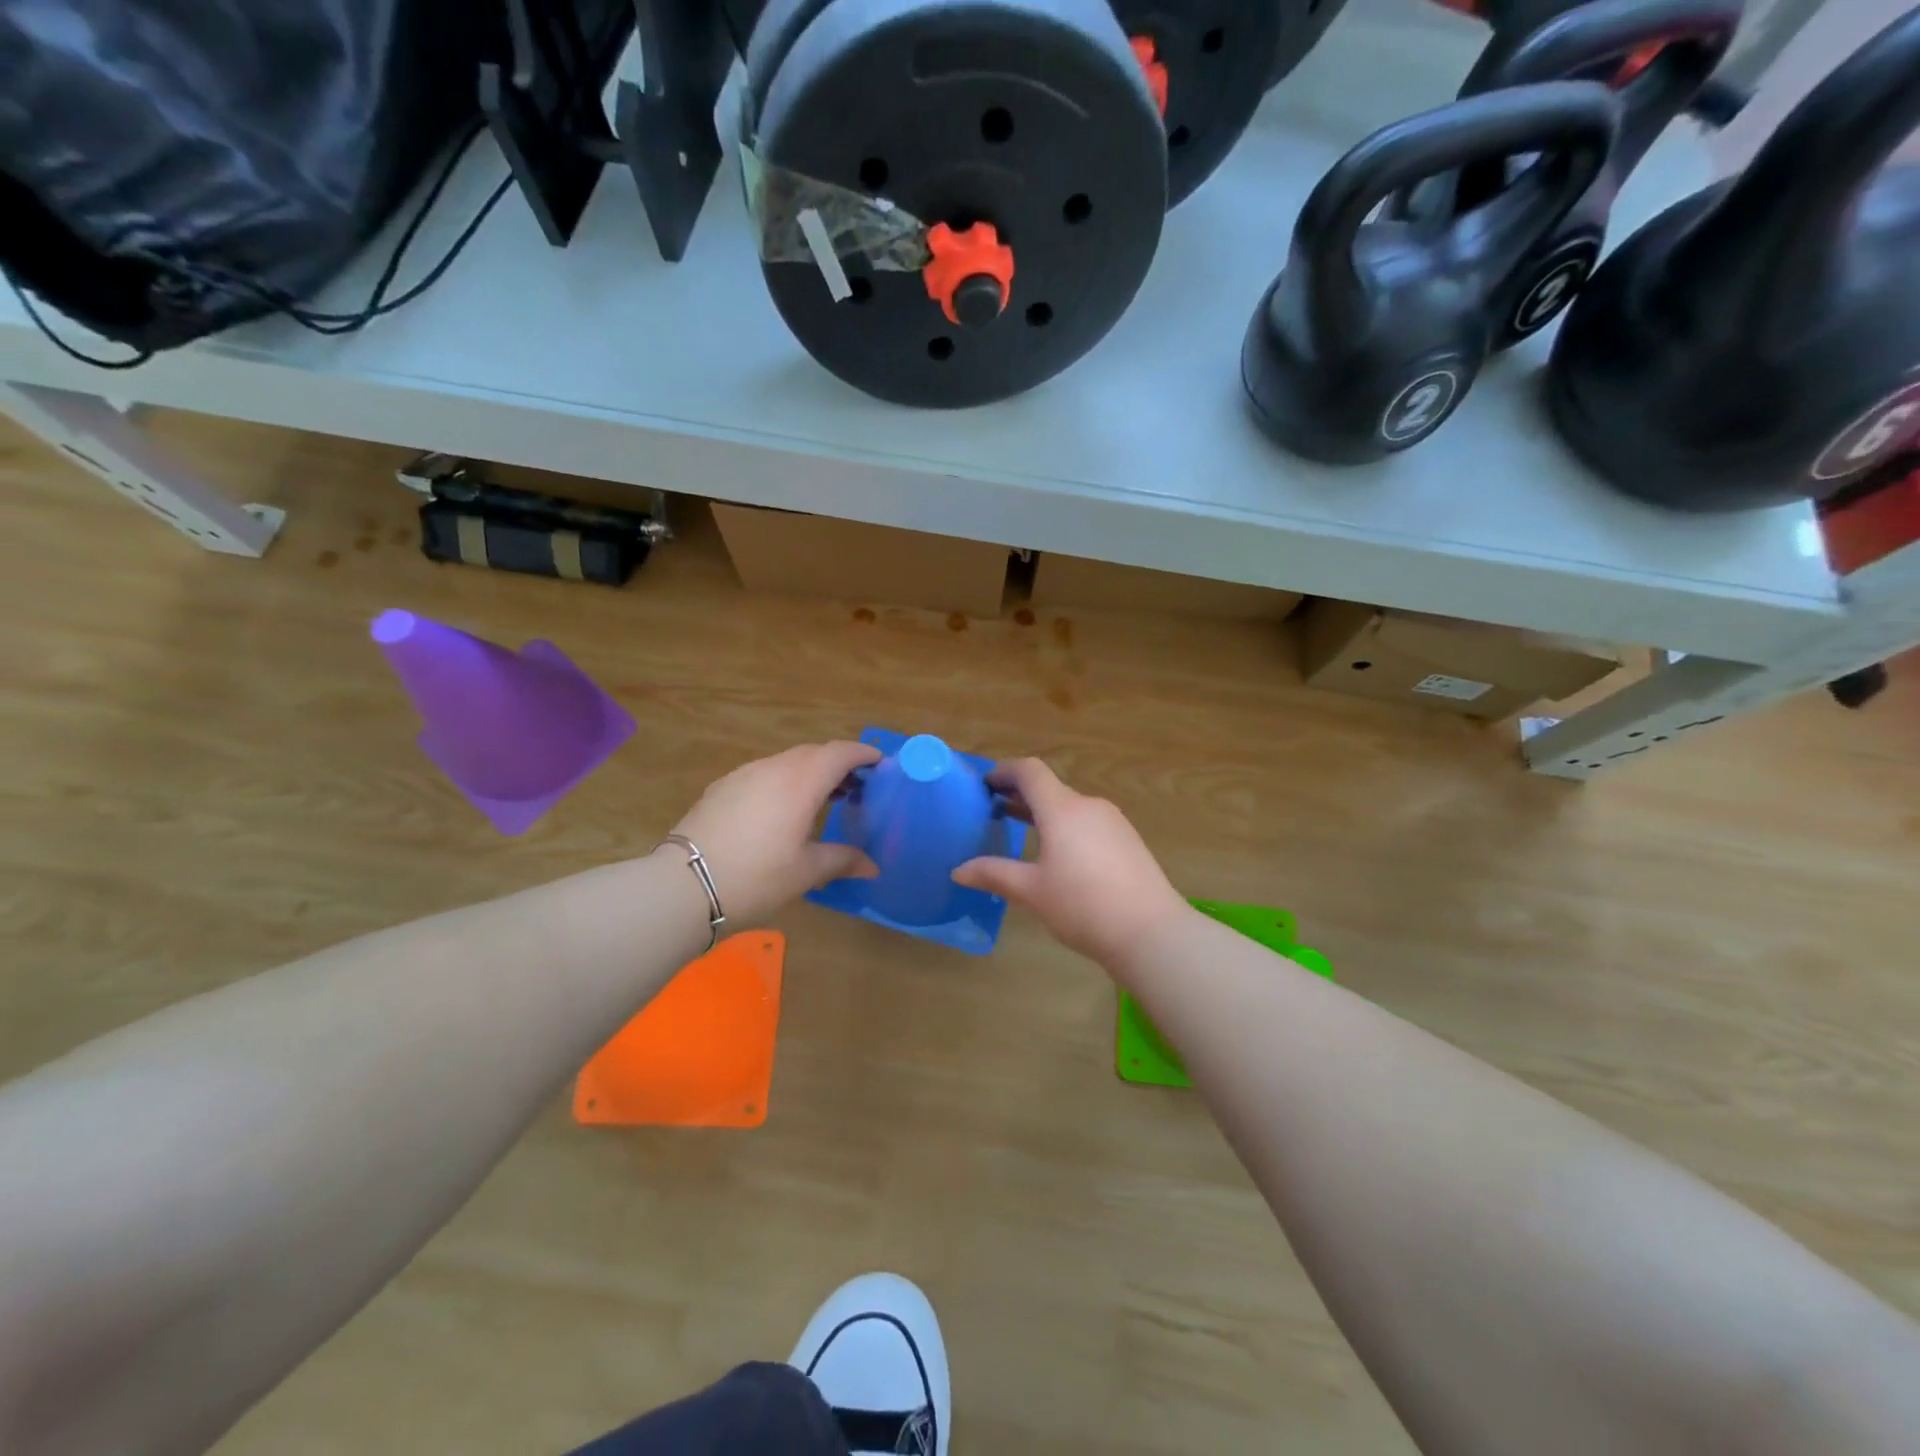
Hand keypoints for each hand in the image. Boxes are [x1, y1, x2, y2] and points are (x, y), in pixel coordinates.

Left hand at [666, 741, 881, 927]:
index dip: (863, 754)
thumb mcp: (806, 872)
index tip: (880, 763)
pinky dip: (783, 782)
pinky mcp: (721, 788)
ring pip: (786, 762)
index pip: (840, 753)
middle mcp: (773, 768)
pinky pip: (763, 774)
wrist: (683, 885)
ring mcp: (743, 775)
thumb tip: (872, 867)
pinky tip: (781, 812)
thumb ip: (842, 860)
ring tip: (821, 801)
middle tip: (856, 788)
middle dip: (838, 764)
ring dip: (809, 773)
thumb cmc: (756, 877)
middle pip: (813, 753)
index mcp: (801, 781)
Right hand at [952, 758, 1188, 966]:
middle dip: (1020, 795)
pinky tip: (1059, 855)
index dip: (1005, 771)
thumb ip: (994, 874)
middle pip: (1050, 788)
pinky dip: (1066, 826)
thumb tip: (958, 870)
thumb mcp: (1032, 891)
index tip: (985, 785)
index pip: (1030, 771)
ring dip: (1044, 813)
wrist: (1151, 932)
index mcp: (1062, 809)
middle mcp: (1088, 806)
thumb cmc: (1083, 906)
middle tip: (994, 811)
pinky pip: (1089, 822)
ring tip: (1022, 831)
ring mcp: (1113, 822)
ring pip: (1070, 807)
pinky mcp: (1128, 840)